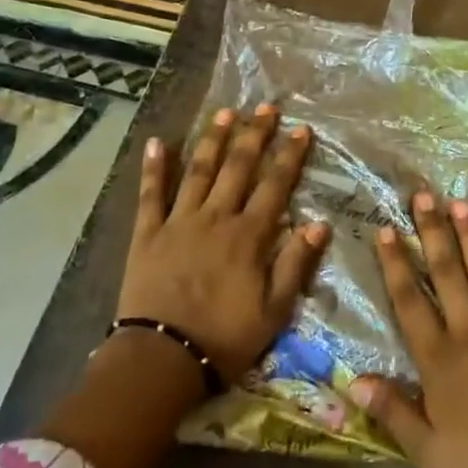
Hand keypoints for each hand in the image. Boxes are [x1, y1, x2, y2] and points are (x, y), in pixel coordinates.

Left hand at [116, 104, 329, 383]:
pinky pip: (150, 195)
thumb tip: (319, 223)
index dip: (290, 156)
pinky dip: (154, 168)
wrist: (161, 360)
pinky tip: (158, 142)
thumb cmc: (224, 338)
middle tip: (266, 107)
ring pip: (198, 171)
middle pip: (238, 168)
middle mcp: (216, 218)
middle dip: (255, 134)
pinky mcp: (147, 234)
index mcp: (248, 236)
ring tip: (224, 113)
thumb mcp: (274, 311)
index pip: (275, 186)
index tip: (301, 129)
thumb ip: (295, 263)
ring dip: (212, 140)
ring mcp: (179, 222)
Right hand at [350, 192, 467, 467]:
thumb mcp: (430, 451)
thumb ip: (393, 412)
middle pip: (447, 274)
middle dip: (432, 233)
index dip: (395, 266)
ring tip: (461, 203)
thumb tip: (354, 380)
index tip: (386, 230)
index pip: (410, 302)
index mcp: (440, 358)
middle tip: (423, 196)